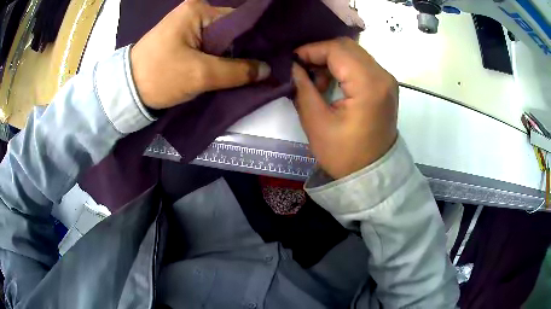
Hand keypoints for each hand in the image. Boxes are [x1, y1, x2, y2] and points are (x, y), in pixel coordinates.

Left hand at [130, 0, 270, 108]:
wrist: (125, 91)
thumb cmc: (160, 76)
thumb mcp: (200, 74)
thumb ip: (237, 71)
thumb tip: (267, 70)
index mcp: (198, 10)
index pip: (238, 22)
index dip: (254, 41)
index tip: (267, 59)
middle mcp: (194, 12)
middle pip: (229, 31)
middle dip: (242, 51)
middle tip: (257, 70)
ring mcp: (187, 25)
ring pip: (219, 41)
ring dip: (229, 57)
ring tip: (243, 72)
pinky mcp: (181, 39)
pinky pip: (207, 47)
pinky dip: (216, 59)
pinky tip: (225, 70)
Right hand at [293, 38, 398, 179]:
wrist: (372, 175)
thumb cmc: (344, 155)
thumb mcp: (317, 123)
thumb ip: (303, 88)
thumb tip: (293, 66)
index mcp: (369, 85)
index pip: (337, 50)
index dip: (311, 50)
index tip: (292, 60)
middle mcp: (383, 76)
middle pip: (348, 47)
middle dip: (321, 52)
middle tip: (302, 67)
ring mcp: (387, 81)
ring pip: (355, 54)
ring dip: (332, 60)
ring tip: (316, 80)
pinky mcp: (385, 86)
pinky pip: (362, 65)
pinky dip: (343, 68)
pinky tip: (331, 83)